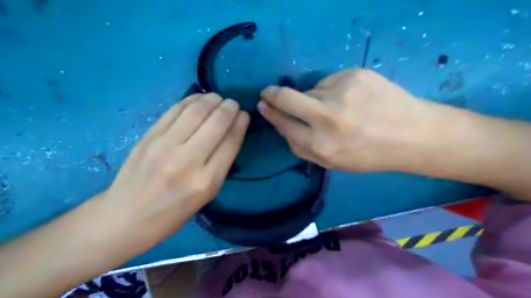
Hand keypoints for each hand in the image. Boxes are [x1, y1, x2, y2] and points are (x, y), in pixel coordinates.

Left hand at [101, 93, 249, 241]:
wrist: (126, 217)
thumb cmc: (173, 212)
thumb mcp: (206, 195)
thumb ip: (220, 164)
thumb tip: (231, 134)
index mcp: (206, 181)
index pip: (230, 142)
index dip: (240, 123)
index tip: (244, 115)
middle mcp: (187, 160)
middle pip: (216, 122)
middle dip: (229, 108)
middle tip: (233, 104)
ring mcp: (165, 145)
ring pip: (196, 111)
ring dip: (211, 99)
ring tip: (218, 98)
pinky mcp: (149, 136)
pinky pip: (175, 110)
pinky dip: (190, 100)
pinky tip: (199, 98)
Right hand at [258, 68, 434, 172]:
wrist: (412, 135)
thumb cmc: (369, 155)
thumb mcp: (332, 162)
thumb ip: (303, 148)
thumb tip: (281, 125)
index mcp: (320, 145)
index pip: (283, 124)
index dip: (271, 113)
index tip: (263, 105)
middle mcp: (326, 118)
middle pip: (286, 98)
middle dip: (272, 94)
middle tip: (268, 92)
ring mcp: (341, 92)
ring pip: (310, 90)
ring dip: (314, 98)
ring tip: (338, 108)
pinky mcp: (354, 75)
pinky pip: (330, 81)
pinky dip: (333, 90)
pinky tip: (352, 99)